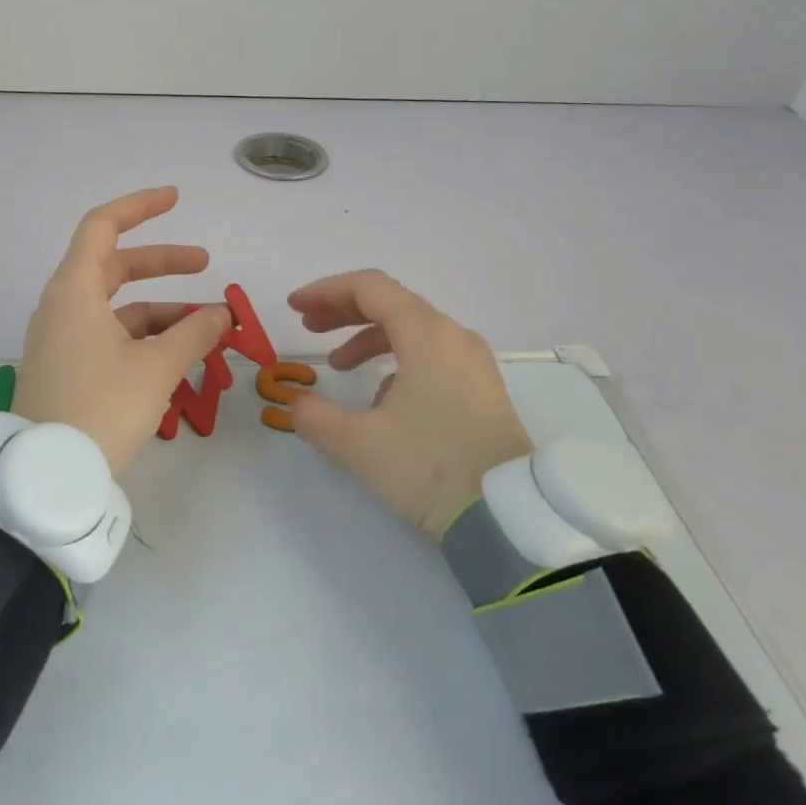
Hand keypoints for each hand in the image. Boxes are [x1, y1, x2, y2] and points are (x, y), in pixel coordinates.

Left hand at [17, 187, 236, 476]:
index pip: (102, 226)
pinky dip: (144, 337)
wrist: (48, 479)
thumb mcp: (156, 369)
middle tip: (205, 265)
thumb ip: (194, 333)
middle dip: (163, 263)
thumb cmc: (101, 409)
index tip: (176, 199)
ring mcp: (62, 339)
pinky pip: (110, 336)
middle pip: (115, 266)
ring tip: (208, 326)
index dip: (140, 207)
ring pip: (117, 307)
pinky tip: (178, 356)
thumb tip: (221, 313)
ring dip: (162, 310)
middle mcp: (63, 306)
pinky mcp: (66, 368)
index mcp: (74, 291)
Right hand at [286, 270, 533, 536]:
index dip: (325, 291)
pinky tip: (379, 400)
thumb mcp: (361, 446)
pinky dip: (395, 360)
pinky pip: (430, 355)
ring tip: (337, 365)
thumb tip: (298, 405)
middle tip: (307, 327)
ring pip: (411, 329)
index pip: (369, 288)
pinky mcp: (481, 388)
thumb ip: (316, 418)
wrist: (511, 517)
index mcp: (427, 335)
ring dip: (367, 337)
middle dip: (342, 311)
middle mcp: (453, 336)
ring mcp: (472, 362)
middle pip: (390, 302)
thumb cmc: (432, 468)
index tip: (294, 308)